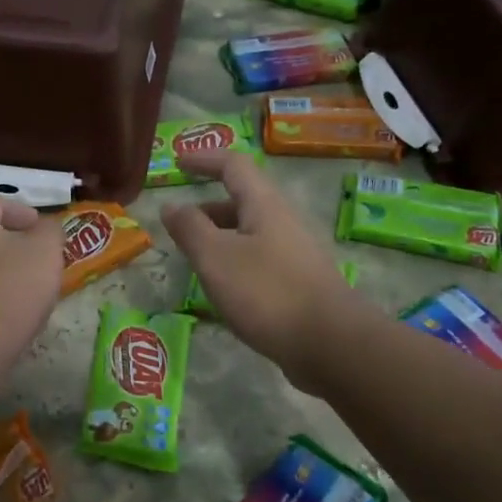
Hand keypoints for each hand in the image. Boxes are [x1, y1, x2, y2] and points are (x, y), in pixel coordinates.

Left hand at [0, 195, 62, 373]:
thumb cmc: (10, 288)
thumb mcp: (45, 252)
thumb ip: (50, 231)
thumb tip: (45, 227)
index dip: (20, 210)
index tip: (41, 228)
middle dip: (11, 244)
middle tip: (38, 259)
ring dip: (0, 272)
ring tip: (27, 290)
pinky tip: (7, 314)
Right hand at [160, 152, 367, 393]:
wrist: (330, 343)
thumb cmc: (267, 292)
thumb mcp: (216, 258)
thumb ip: (190, 229)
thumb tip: (170, 205)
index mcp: (264, 205)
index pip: (233, 166)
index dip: (204, 159)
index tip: (177, 162)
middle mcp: (283, 222)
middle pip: (242, 201)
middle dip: (207, 209)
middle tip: (178, 227)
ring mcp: (294, 253)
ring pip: (249, 234)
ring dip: (219, 239)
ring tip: (194, 262)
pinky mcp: (298, 283)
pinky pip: (258, 261)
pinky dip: (234, 264)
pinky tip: (223, 291)